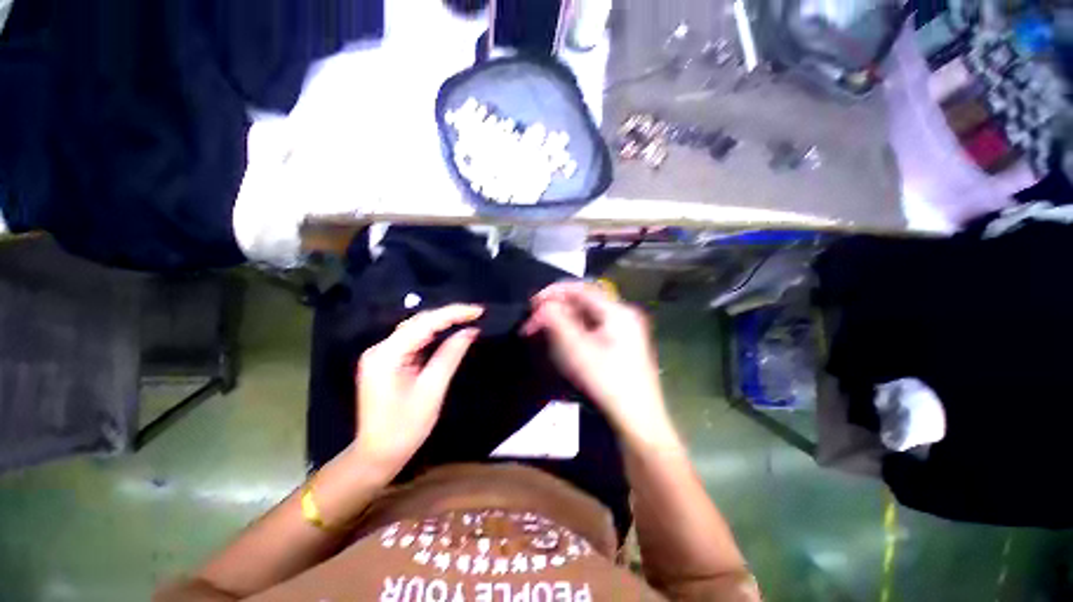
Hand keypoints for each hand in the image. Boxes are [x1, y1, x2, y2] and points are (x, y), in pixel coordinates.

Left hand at [354, 305, 481, 475]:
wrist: (376, 455)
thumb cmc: (405, 428)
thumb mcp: (431, 390)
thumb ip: (449, 356)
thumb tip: (470, 331)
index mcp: (387, 355)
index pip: (424, 323)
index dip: (453, 313)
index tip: (479, 311)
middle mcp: (380, 349)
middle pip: (418, 322)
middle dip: (449, 315)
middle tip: (476, 313)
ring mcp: (382, 355)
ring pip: (415, 329)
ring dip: (441, 322)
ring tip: (467, 318)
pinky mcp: (387, 361)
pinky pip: (413, 340)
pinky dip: (433, 335)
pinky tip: (448, 332)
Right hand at [523, 282, 675, 446]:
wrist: (637, 422)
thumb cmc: (606, 383)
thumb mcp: (577, 350)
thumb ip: (557, 321)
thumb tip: (543, 304)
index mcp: (618, 312)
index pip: (581, 289)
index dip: (554, 293)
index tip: (532, 304)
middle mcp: (624, 315)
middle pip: (584, 302)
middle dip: (557, 308)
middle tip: (534, 322)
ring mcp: (625, 330)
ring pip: (588, 315)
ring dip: (564, 319)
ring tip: (544, 331)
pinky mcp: (622, 344)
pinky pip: (593, 327)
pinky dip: (575, 330)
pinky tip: (563, 340)